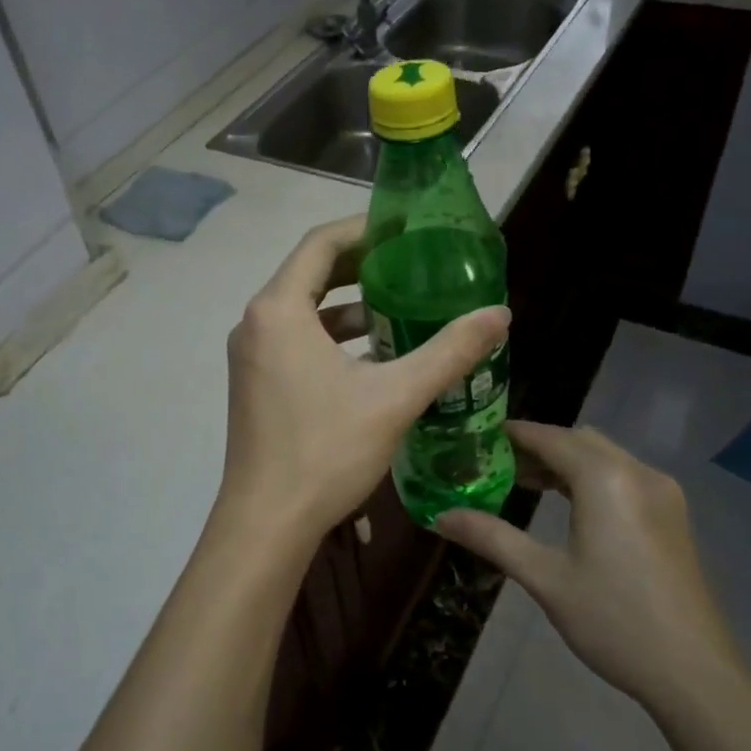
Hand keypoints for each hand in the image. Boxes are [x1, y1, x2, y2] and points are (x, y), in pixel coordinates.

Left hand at [213, 217, 509, 554]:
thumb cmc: (325, 451)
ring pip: (303, 311)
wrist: (266, 523)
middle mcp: (255, 323)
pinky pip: (295, 340)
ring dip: (348, 305)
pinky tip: (374, 357)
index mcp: (278, 310)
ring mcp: (250, 355)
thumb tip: (500, 313)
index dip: (364, 228)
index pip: (320, 244)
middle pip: (309, 273)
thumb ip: (449, 352)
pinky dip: (332, 337)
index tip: (405, 228)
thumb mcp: (395, 397)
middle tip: (411, 262)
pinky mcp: (255, 383)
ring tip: (402, 308)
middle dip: (360, 264)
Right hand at [435, 422, 742, 712]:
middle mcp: (637, 472)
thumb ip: (491, 538)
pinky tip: (568, 505)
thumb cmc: (613, 620)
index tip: (476, 439)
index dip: (512, 435)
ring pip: (603, 456)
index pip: (549, 437)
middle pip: (577, 440)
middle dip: (536, 446)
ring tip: (523, 482)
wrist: (695, 673)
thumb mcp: (545, 578)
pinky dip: (590, 477)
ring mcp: (661, 492)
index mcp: (605, 478)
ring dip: (564, 461)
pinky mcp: (672, 514)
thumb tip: (440, 517)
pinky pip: (622, 475)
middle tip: (494, 465)